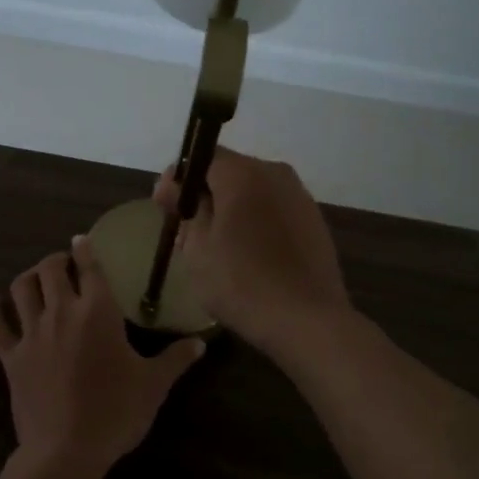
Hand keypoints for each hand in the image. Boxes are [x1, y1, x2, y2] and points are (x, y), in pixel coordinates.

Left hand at [0, 235, 204, 478]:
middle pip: (51, 270)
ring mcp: (32, 333)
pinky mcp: (10, 356)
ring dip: (29, 277)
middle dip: (57, 260)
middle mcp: (62, 312)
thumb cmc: (116, 411)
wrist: (66, 450)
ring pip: (21, 288)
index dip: (85, 249)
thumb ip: (176, 358)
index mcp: (98, 312)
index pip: (90, 268)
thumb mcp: (154, 384)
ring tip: (36, 278)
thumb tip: (201, 342)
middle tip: (64, 264)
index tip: (82, 240)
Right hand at [154, 149, 353, 354]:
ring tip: (217, 247)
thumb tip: (174, 185)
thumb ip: (185, 207)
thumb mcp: (197, 248)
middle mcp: (275, 173)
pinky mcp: (314, 221)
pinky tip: (249, 255)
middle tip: (186, 231)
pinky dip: (256, 223)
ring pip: (254, 192)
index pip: (202, 157)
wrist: (308, 320)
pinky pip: (274, 210)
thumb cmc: (242, 283)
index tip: (165, 208)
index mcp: (243, 173)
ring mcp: (300, 196)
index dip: (179, 180)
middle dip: (205, 195)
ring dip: (232, 210)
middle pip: (229, 173)